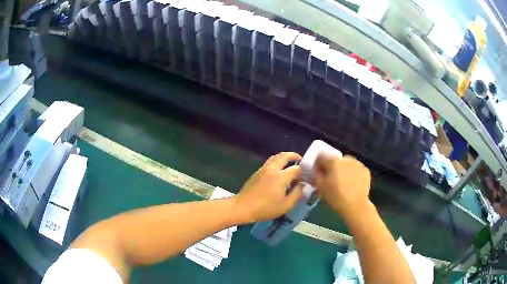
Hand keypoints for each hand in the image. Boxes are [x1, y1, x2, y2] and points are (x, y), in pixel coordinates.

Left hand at [234, 152, 303, 221]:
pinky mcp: (257, 172)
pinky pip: (269, 162)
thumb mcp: (285, 205)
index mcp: (281, 177)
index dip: (303, 171)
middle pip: (284, 156)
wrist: (243, 207)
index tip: (307, 175)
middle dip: (293, 155)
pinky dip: (277, 162)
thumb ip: (297, 194)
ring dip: (284, 157)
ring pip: (275, 157)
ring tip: (290, 162)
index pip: (296, 169)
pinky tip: (279, 170)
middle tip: (299, 159)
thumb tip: (303, 185)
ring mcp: (263, 169)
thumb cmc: (265, 208)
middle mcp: (272, 169)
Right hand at [314, 154, 371, 221]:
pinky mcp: (365, 170)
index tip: (319, 171)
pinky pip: (356, 169)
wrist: (355, 205)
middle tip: (333, 178)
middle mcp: (345, 159)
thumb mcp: (320, 187)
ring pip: (347, 163)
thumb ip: (317, 175)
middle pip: (336, 160)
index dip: (319, 163)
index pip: (322, 157)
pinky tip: (353, 183)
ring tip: (344, 181)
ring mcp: (357, 163)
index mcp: (333, 161)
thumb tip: (318, 170)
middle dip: (333, 166)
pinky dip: (354, 173)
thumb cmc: (335, 196)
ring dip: (344, 169)